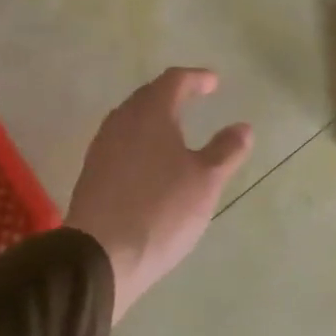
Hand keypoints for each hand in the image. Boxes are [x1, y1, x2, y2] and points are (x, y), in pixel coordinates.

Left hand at [68, 68, 253, 320]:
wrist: (100, 256)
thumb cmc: (161, 210)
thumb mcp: (206, 180)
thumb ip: (226, 150)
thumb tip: (242, 127)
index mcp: (150, 114)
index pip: (174, 81)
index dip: (196, 78)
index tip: (214, 82)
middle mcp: (121, 123)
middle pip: (147, 96)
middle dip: (172, 94)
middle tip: (193, 97)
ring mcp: (102, 149)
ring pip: (131, 120)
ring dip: (154, 117)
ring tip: (174, 128)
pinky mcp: (92, 175)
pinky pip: (121, 143)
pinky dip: (141, 141)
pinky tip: (151, 161)